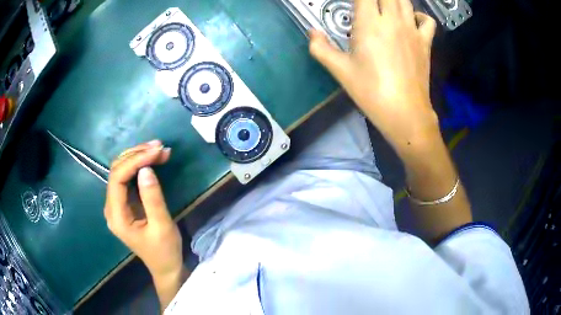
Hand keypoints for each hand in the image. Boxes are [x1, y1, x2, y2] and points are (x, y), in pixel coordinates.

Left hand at [104, 140, 182, 279]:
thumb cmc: (164, 251)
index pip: (117, 178)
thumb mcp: (162, 226)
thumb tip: (146, 169)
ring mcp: (117, 204)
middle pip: (117, 170)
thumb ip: (152, 198)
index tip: (157, 152)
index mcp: (116, 216)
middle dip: (137, 155)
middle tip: (160, 147)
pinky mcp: (125, 203)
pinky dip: (140, 165)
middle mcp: (111, 207)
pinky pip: (128, 177)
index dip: (135, 161)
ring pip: (121, 170)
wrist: (165, 266)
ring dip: (139, 157)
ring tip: (160, 150)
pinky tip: (153, 159)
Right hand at [309, 0, 437, 149]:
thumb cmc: (371, 92)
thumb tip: (312, 32)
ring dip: (393, 0)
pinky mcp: (425, 43)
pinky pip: (427, 20)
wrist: (405, 113)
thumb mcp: (340, 71)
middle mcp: (392, 20)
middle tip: (368, 5)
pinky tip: (410, 20)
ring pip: (405, 1)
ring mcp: (412, 30)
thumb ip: (320, 48)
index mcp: (369, 24)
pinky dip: (418, 15)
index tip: (353, 4)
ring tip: (384, 6)